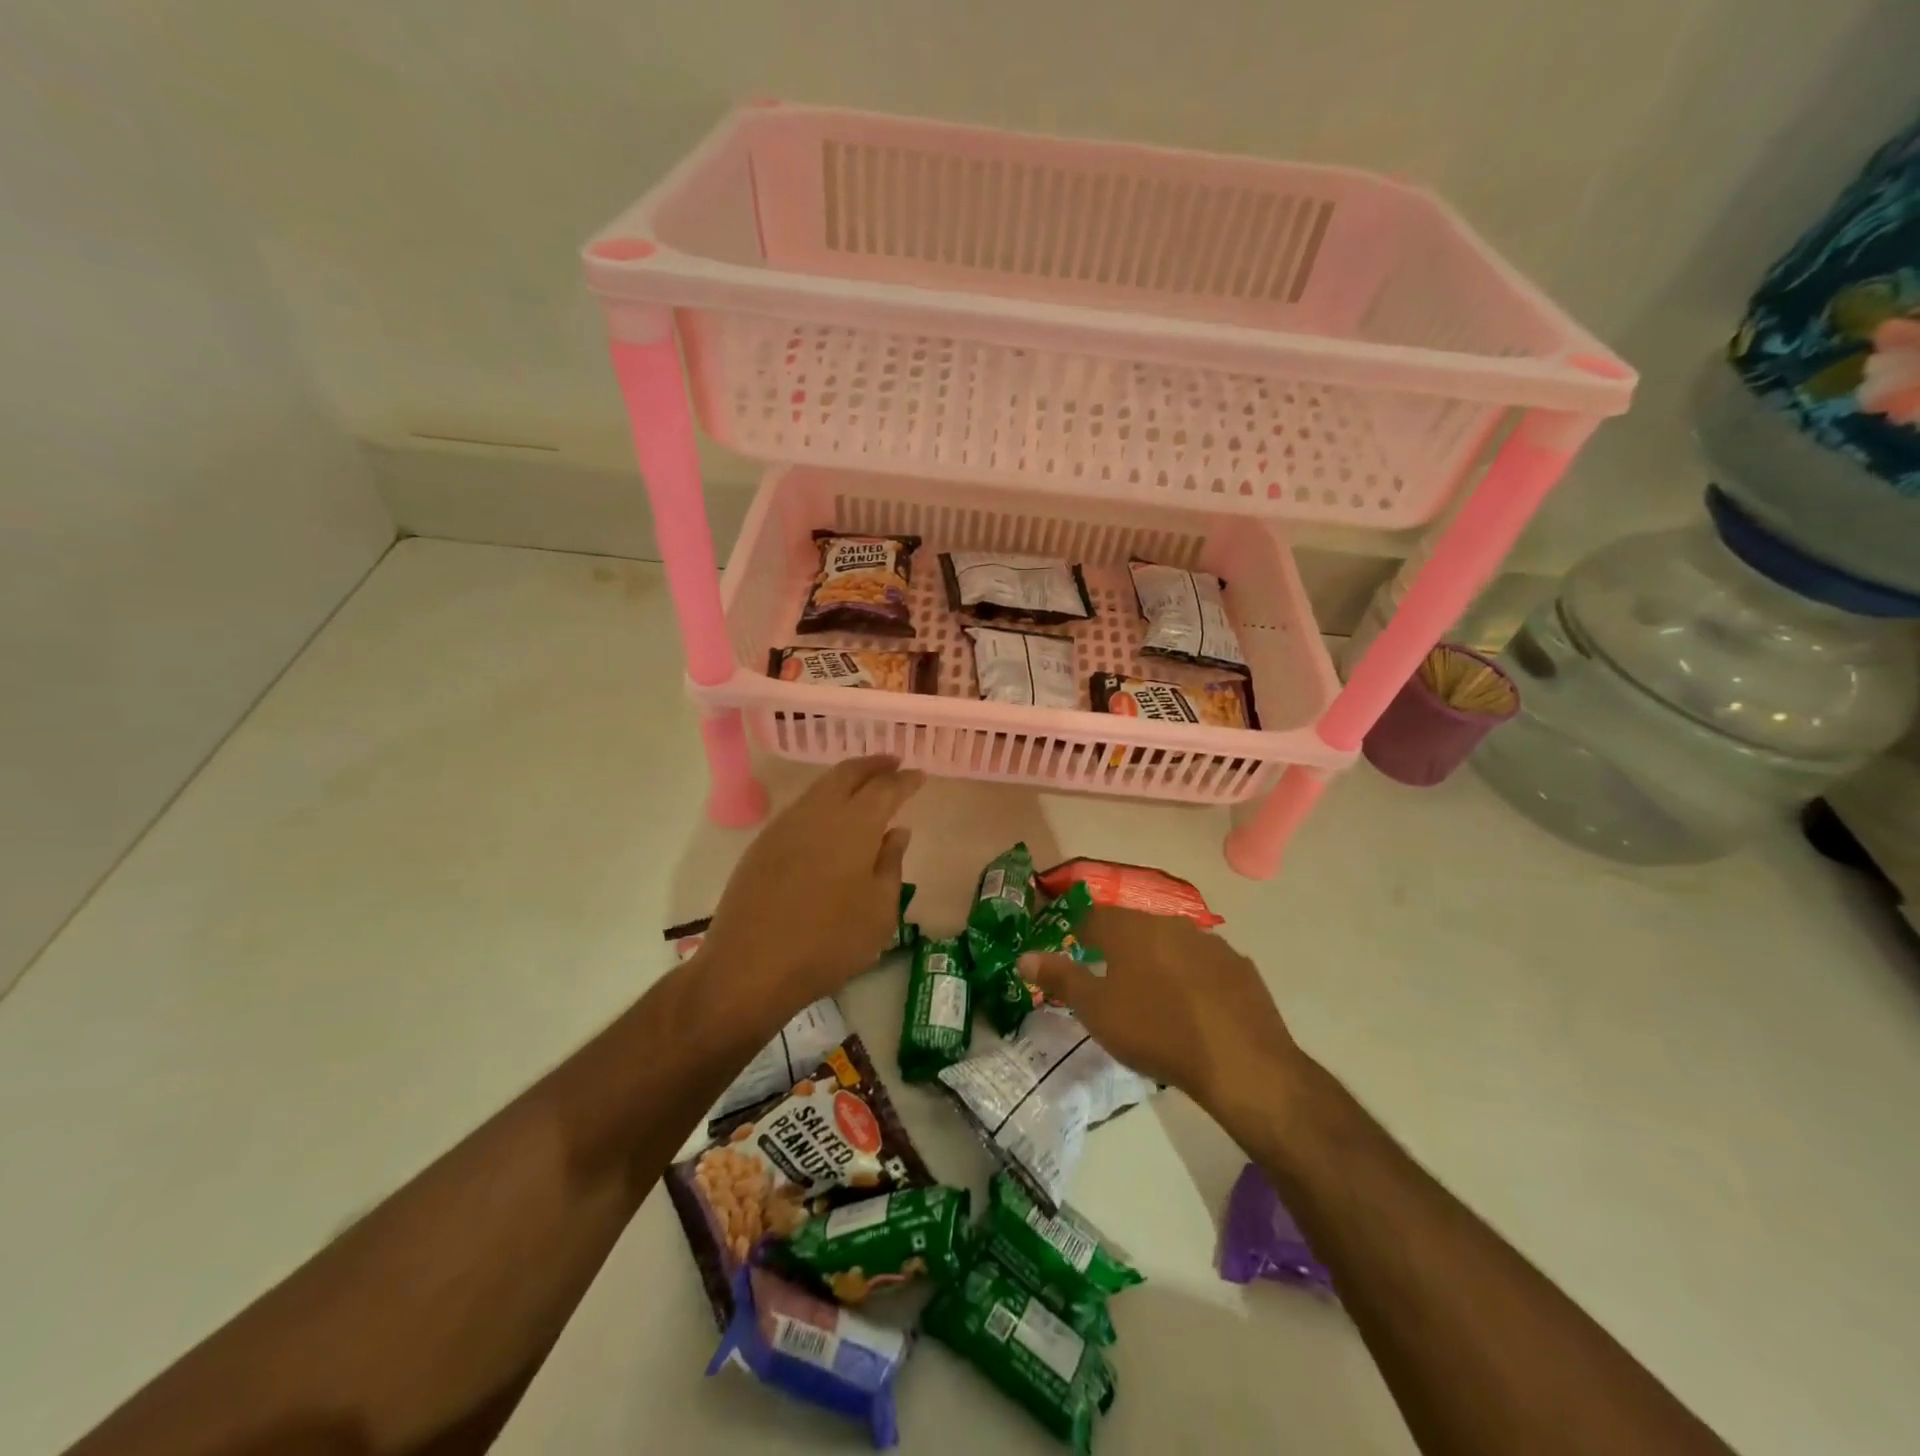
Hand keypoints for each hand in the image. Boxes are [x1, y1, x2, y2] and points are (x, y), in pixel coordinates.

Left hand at [699, 756, 922, 1025]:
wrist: (750, 967)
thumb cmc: (828, 943)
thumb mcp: (879, 911)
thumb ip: (891, 864)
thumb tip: (896, 832)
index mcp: (854, 825)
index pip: (885, 788)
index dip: (905, 780)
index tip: (920, 776)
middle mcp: (818, 813)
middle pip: (847, 773)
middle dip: (873, 765)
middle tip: (893, 763)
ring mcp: (785, 826)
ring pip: (821, 787)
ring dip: (846, 779)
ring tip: (864, 786)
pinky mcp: (762, 844)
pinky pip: (801, 808)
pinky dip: (823, 801)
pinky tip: (830, 819)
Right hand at [1019, 906, 1307, 1123]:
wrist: (1239, 1062)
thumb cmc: (1155, 1031)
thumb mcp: (1096, 1010)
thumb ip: (1060, 978)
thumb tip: (1024, 956)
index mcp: (1131, 929)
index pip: (1095, 917)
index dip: (1081, 933)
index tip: (1075, 952)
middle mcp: (1170, 924)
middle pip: (1135, 928)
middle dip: (1120, 947)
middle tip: (1111, 979)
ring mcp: (1211, 943)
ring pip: (1172, 945)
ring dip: (1159, 962)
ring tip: (1154, 996)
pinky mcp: (1240, 968)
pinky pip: (1205, 966)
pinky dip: (1193, 979)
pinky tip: (1194, 1009)